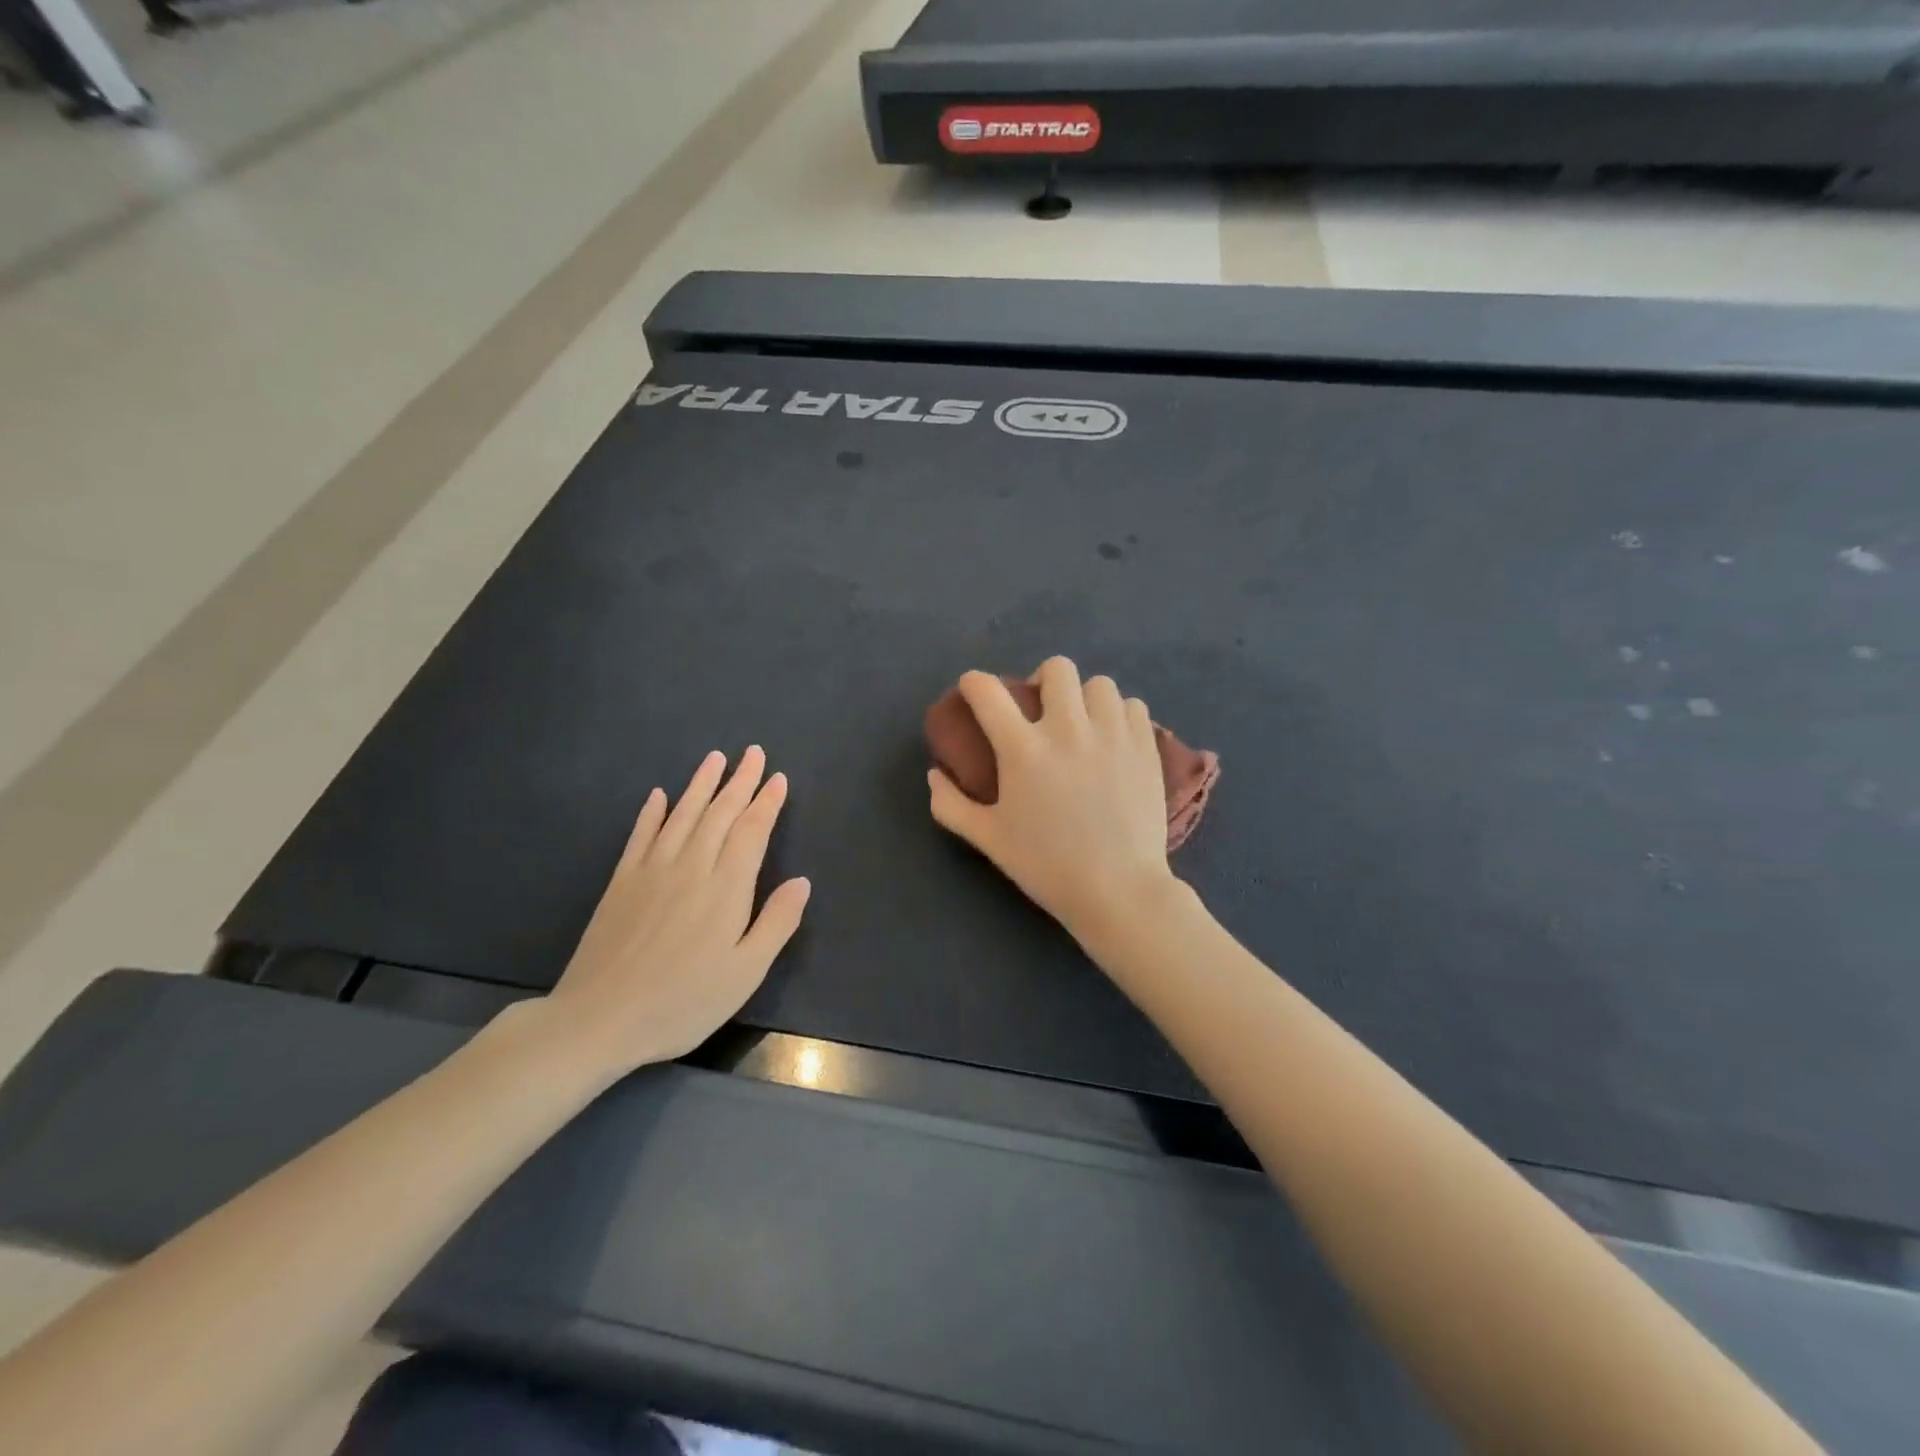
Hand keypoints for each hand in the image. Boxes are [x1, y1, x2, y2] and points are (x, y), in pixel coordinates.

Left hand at [540, 747, 809, 1075]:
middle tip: (753, 753)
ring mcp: (651, 871)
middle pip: (719, 814)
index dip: (766, 803)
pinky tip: (659, 795)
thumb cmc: (682, 1002)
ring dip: (701, 784)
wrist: (598, 1019)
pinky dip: (652, 812)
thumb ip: (776, 923)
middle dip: (740, 782)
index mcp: (726, 888)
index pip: (751, 832)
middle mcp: (690, 867)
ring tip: (715, 759)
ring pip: (682, 815)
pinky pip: (641, 836)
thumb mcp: (745, 973)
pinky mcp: (621, 882)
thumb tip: (802, 881)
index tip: (778, 778)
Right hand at [927, 657, 1176, 940]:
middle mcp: (1068, 729)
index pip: (987, 691)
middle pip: (1056, 668)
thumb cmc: (1047, 866)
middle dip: (1041, 681)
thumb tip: (934, 775)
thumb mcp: (988, 839)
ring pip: (1098, 684)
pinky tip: (1113, 739)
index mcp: (1023, 749)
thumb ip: (951, 805)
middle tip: (1041, 711)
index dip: (973, 683)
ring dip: (1084, 698)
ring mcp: (1112, 735)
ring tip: (1083, 725)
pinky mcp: (1146, 747)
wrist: (1118, 890)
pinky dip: (1119, 715)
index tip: (974, 691)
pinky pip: (1133, 706)